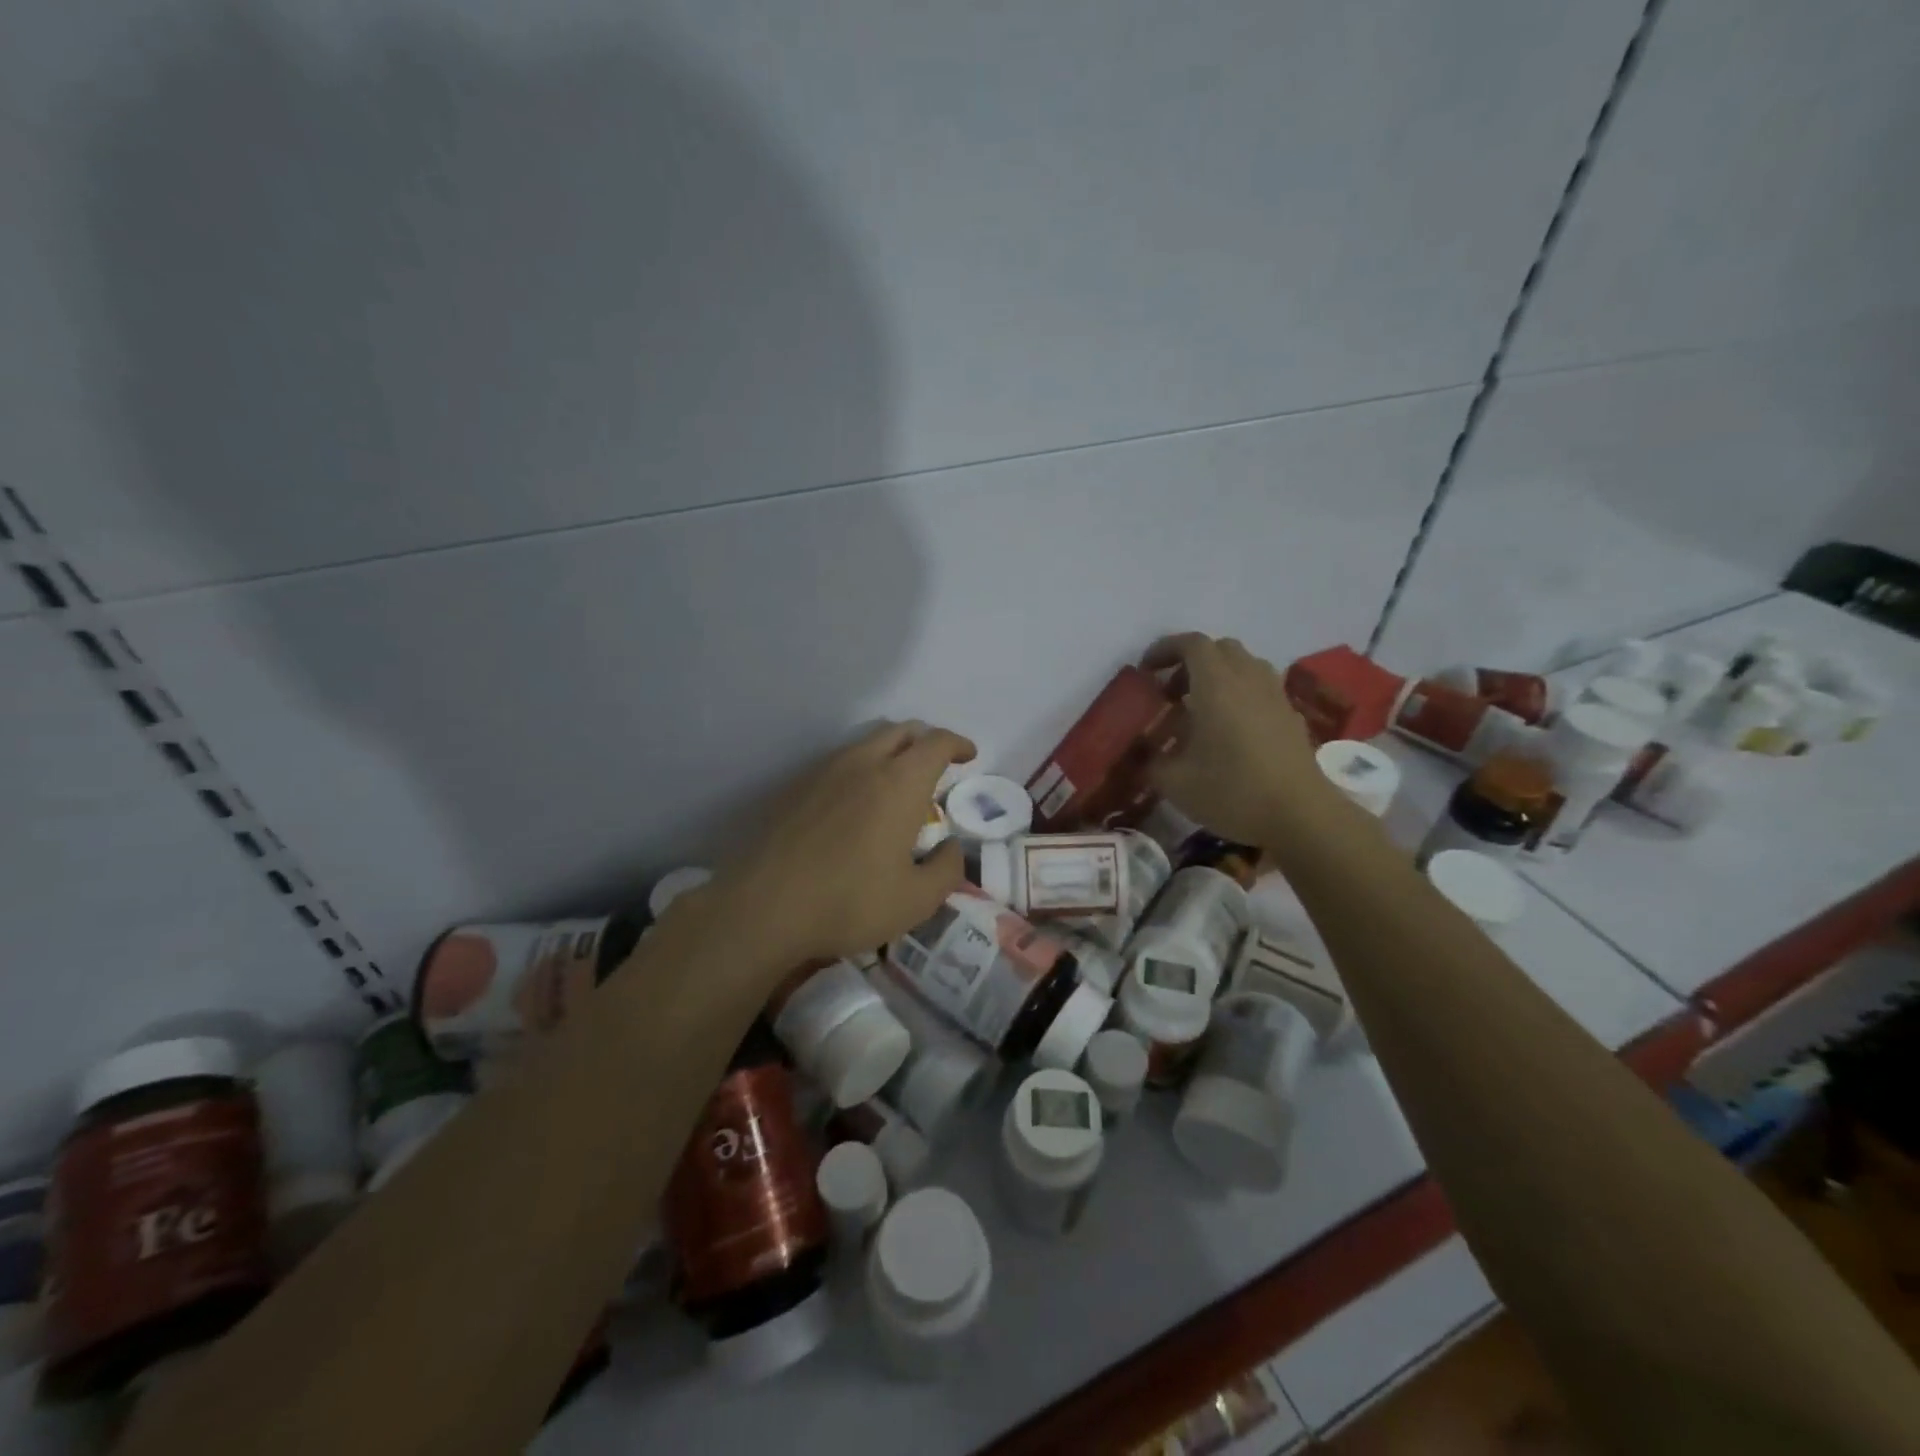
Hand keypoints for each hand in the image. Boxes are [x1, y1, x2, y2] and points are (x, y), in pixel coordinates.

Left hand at [713, 721, 976, 965]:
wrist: (763, 907)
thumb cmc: (849, 902)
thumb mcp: (916, 900)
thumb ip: (947, 869)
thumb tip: (951, 846)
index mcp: (899, 782)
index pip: (937, 742)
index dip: (958, 744)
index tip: (968, 756)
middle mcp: (862, 763)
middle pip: (901, 731)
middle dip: (925, 741)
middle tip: (936, 767)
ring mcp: (823, 771)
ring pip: (866, 743)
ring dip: (890, 752)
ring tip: (896, 786)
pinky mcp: (794, 787)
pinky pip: (838, 762)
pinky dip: (860, 769)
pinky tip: (855, 804)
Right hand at [1143, 633, 1331, 847]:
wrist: (1300, 815)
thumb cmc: (1232, 791)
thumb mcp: (1175, 782)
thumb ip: (1153, 761)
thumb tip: (1145, 754)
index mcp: (1216, 685)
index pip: (1191, 644)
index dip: (1165, 648)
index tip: (1147, 670)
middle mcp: (1248, 680)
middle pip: (1220, 649)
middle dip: (1191, 662)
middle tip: (1172, 692)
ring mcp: (1275, 696)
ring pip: (1245, 666)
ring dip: (1219, 676)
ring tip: (1201, 708)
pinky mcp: (1291, 717)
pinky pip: (1261, 689)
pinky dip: (1240, 695)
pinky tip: (1230, 730)